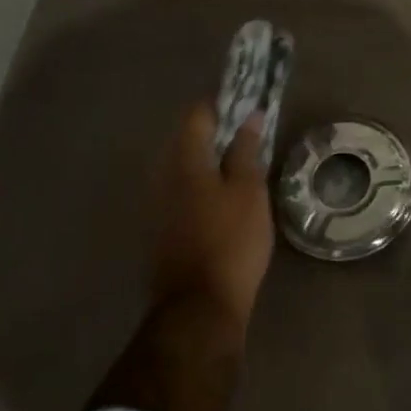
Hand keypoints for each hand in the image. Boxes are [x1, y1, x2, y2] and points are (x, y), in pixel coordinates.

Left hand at [147, 103, 274, 327]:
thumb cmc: (231, 241)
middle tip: (250, 137)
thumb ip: (246, 151)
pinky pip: (185, 194)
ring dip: (211, 162)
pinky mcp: (164, 230)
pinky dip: (205, 187)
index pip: (198, 116)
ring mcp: (160, 206)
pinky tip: (226, 200)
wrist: (200, 305)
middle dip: (217, 134)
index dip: (223, 106)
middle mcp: (164, 177)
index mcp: (185, 162)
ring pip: (186, 169)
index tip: (247, 106)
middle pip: (188, 142)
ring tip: (243, 168)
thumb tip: (249, 117)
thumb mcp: (249, 192)